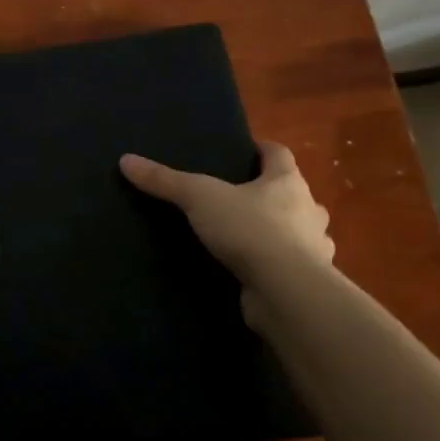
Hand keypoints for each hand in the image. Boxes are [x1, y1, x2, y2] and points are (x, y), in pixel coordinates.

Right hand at [120, 141, 333, 323]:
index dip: (262, 149)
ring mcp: (313, 248)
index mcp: (287, 182)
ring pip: (300, 231)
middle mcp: (307, 210)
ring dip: (282, 231)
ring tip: (249, 235)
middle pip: (292, 193)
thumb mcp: (199, 198)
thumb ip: (165, 181)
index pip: (279, 154)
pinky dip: (278, 265)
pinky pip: (293, 266)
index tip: (246, 150)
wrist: (286, 291)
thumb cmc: (250, 230)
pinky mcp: (307, 281)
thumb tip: (126, 160)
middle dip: (272, 193)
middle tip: (241, 196)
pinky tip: (257, 271)